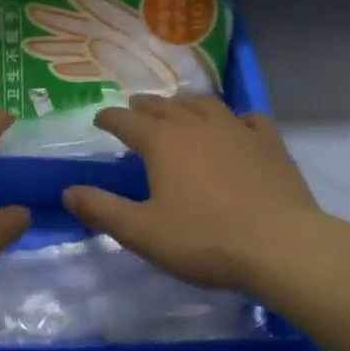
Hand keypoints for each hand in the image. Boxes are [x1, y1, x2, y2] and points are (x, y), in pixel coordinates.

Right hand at [63, 94, 349, 293]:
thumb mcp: (142, 232)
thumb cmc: (205, 239)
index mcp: (162, 142)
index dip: (110, 118)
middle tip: (134, 109)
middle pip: (163, 106)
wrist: (282, 246)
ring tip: (178, 107)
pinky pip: (248, 118)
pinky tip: (236, 125)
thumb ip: (102, 210)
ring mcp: (236, 130)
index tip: (100, 119)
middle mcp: (196, 125)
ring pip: (204, 104)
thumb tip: (67, 191)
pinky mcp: (269, 143)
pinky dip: (235, 118)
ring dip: (184, 103)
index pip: (127, 120)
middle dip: (144, 106)